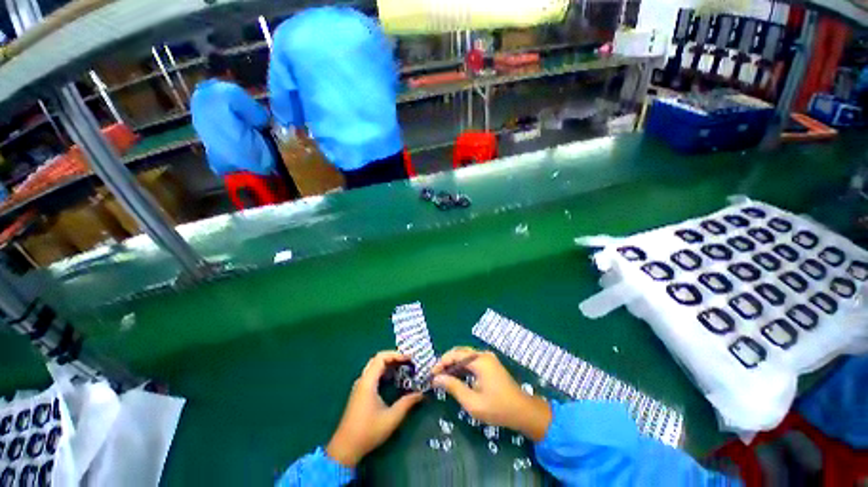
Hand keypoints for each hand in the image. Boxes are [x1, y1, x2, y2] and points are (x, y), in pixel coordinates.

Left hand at [326, 351, 423, 467]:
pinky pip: (372, 374)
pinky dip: (384, 372)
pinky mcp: (359, 393)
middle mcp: (362, 380)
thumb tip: (421, 394)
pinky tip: (393, 379)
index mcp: (368, 382)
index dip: (396, 355)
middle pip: (377, 359)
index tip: (409, 359)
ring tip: (403, 368)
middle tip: (408, 362)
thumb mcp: (391, 418)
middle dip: (394, 357)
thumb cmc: (368, 431)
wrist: (345, 448)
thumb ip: (407, 403)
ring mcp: (359, 386)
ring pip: (374, 366)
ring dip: (389, 364)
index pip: (381, 358)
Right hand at [431, 347, 551, 441]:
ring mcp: (488, 358)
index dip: (441, 363)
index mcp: (480, 361)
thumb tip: (437, 378)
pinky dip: (462, 367)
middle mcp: (483, 355)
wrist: (523, 412)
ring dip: (453, 364)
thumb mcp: (472, 402)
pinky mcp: (490, 364)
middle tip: (435, 375)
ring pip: (465, 356)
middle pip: (460, 352)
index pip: (455, 355)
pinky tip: (456, 377)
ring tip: (443, 377)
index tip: (431, 374)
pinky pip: (472, 361)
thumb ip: (454, 387)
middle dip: (446, 362)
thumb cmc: (497, 408)